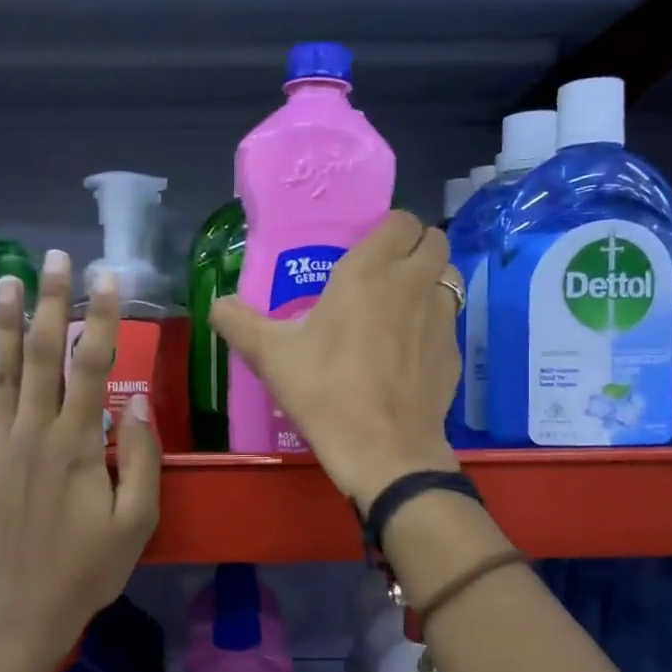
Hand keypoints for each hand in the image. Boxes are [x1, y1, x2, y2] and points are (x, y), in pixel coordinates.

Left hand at [0, 252, 160, 655]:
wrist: (20, 614)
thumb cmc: (87, 569)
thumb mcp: (137, 521)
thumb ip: (141, 458)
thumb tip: (134, 402)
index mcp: (77, 445)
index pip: (92, 366)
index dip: (101, 318)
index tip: (107, 277)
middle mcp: (31, 434)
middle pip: (40, 356)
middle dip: (50, 302)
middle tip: (54, 258)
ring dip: (1, 323)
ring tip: (5, 279)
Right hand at [209, 211, 460, 506]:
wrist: (384, 450)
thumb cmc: (325, 391)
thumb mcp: (271, 356)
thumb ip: (239, 323)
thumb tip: (217, 305)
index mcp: (370, 271)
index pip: (401, 220)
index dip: (387, 230)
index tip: (364, 251)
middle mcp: (413, 283)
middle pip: (434, 239)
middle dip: (413, 248)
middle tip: (383, 274)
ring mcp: (442, 317)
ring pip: (448, 276)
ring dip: (430, 280)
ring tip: (401, 306)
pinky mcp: (454, 352)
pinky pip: (449, 320)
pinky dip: (433, 324)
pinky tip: (408, 353)